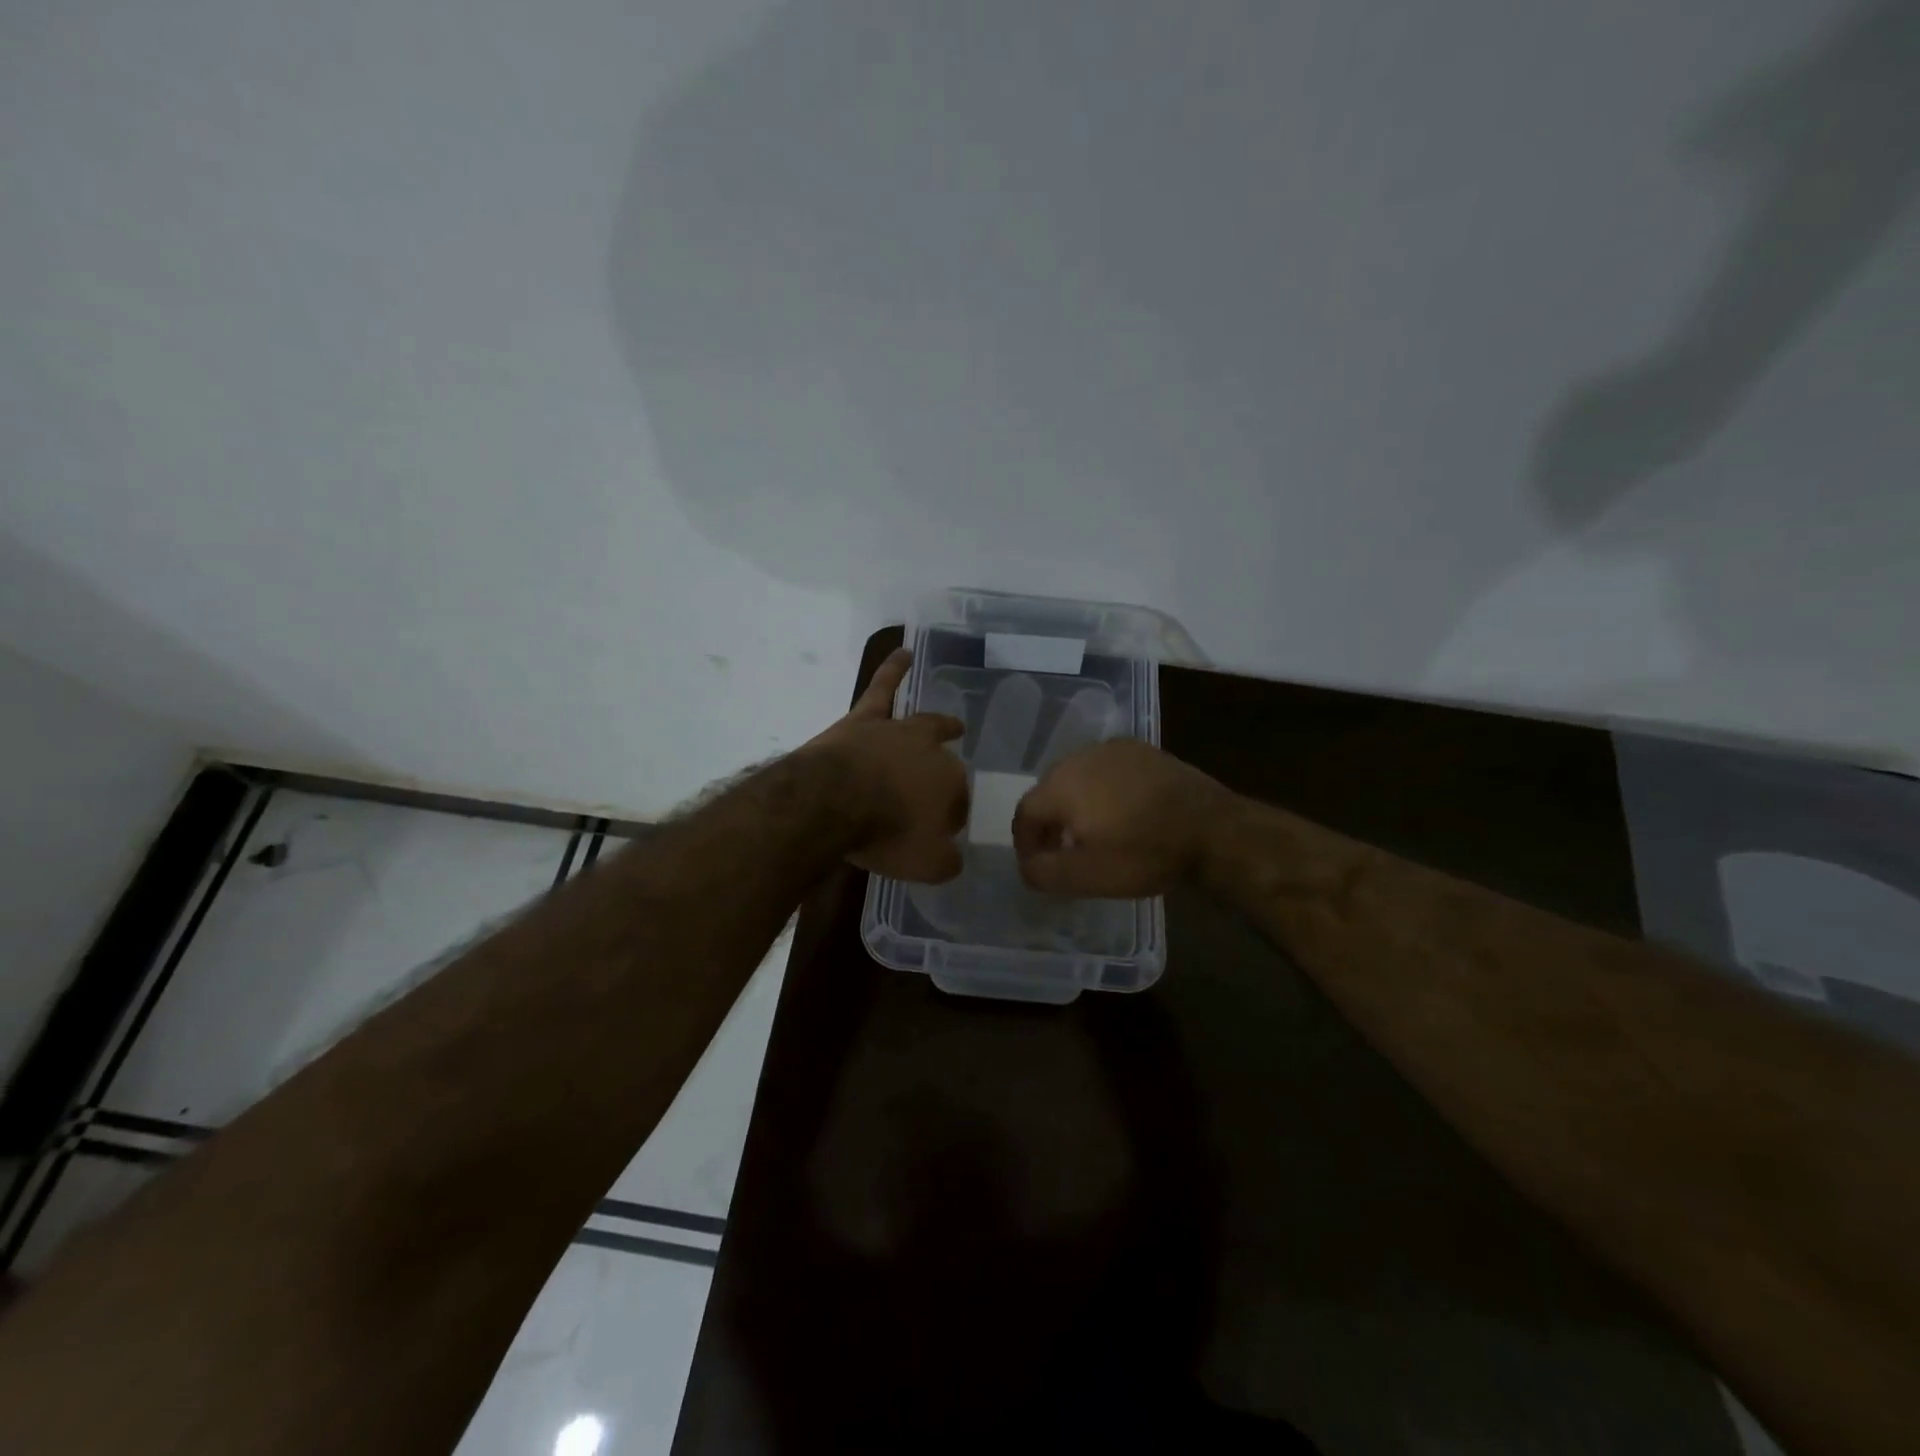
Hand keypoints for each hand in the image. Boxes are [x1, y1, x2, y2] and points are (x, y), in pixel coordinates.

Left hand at [801, 649, 968, 882]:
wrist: (832, 802)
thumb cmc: (884, 834)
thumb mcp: (924, 864)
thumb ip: (946, 862)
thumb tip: (953, 858)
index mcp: (951, 785)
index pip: (958, 801)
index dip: (950, 818)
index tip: (939, 833)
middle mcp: (931, 752)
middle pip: (946, 762)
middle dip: (949, 774)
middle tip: (947, 787)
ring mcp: (898, 732)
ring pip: (925, 724)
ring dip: (941, 726)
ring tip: (953, 725)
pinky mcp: (865, 719)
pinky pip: (883, 687)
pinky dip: (894, 668)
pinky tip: (902, 652)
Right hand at [1012, 740, 1233, 896]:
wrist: (1212, 829)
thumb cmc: (1144, 853)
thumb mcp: (1087, 876)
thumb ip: (1044, 872)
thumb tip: (1026, 865)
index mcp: (1061, 785)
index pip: (1025, 812)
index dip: (1025, 842)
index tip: (1037, 865)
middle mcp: (1080, 757)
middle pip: (1049, 791)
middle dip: (1049, 822)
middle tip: (1063, 851)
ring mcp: (1113, 749)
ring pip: (1078, 777)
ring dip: (1076, 805)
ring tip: (1093, 833)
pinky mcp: (1142, 750)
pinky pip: (1107, 769)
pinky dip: (1103, 790)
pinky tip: (1122, 811)